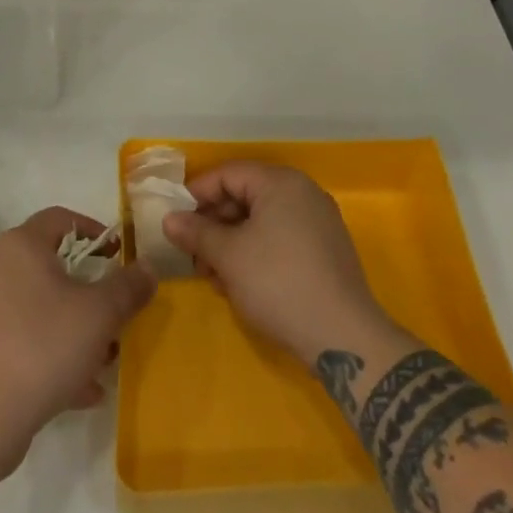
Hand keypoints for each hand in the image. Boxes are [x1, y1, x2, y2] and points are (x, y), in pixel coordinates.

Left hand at [0, 208, 154, 473]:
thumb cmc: (41, 347)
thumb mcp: (99, 315)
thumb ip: (128, 287)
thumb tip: (148, 267)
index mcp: (20, 244)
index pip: (61, 219)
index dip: (94, 232)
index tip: (119, 256)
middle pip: (50, 266)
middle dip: (87, 292)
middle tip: (113, 315)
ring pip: (36, 306)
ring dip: (71, 328)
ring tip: (102, 362)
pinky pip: (18, 338)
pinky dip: (48, 353)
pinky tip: (77, 390)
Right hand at [162, 162, 390, 364]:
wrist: (344, 338)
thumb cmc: (278, 283)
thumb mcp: (228, 256)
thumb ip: (196, 232)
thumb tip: (169, 219)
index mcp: (280, 182)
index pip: (228, 173)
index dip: (197, 194)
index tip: (175, 220)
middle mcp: (302, 193)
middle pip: (245, 195)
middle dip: (213, 223)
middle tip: (191, 252)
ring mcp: (317, 222)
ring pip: (261, 220)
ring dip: (231, 242)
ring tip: (211, 275)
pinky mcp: (325, 250)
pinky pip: (280, 238)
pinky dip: (255, 252)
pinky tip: (239, 282)